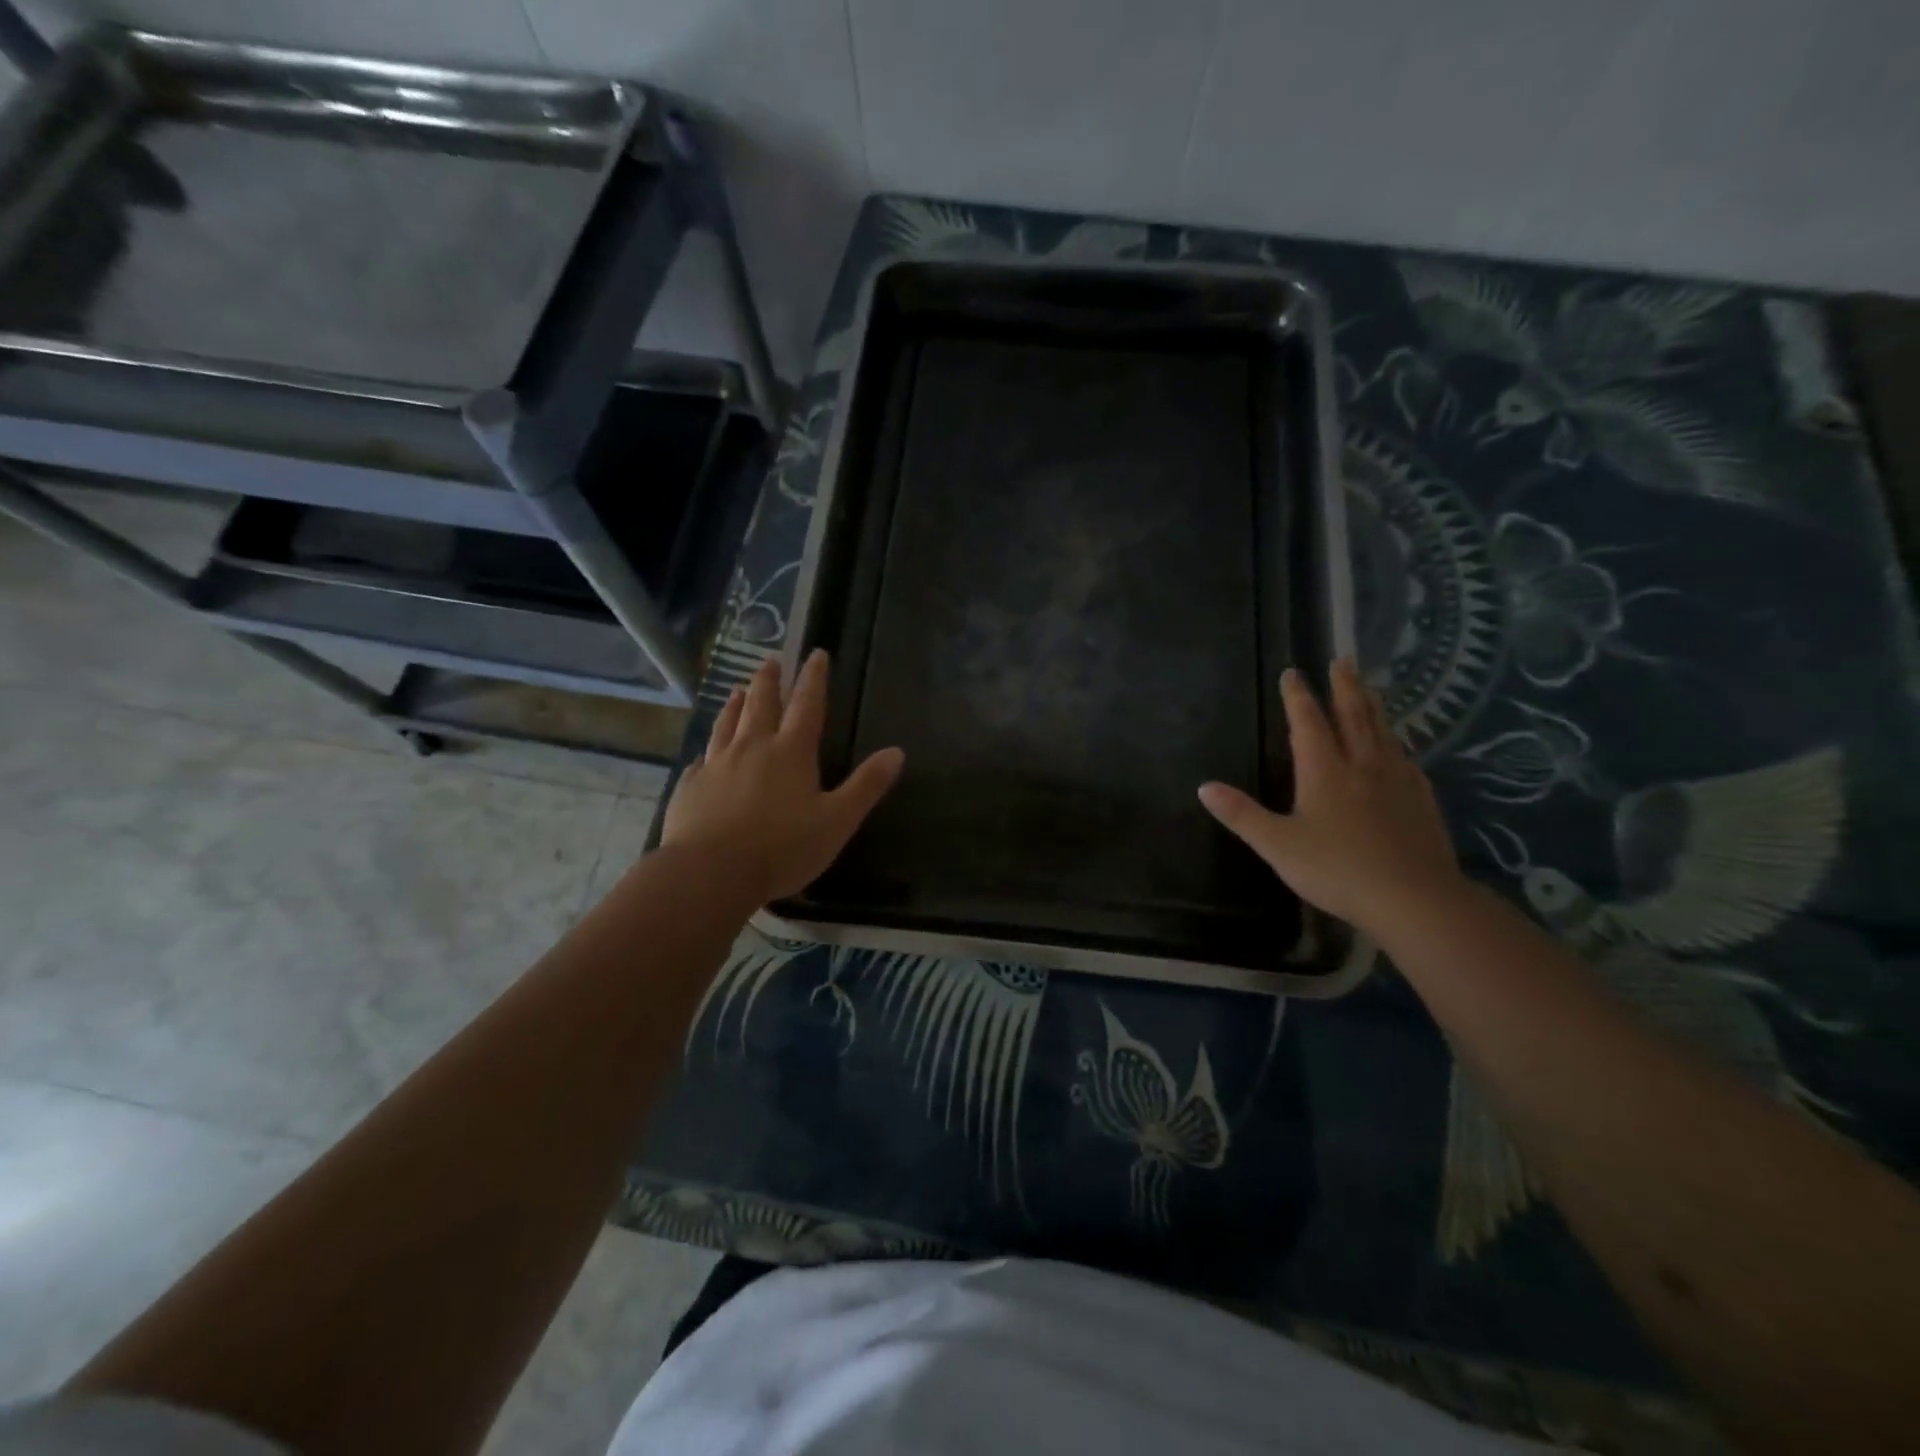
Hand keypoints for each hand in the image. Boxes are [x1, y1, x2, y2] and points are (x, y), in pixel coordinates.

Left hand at [662, 651, 904, 903]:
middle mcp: (752, 747)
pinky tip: (706, 752)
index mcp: (791, 752)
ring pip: (727, 723)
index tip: (816, 653)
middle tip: (770, 659)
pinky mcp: (690, 786)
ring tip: (738, 689)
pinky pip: (701, 758)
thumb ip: (866, 786)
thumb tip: (897, 752)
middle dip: (769, 680)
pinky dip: (708, 748)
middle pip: (761, 703)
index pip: (807, 704)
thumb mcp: (837, 821)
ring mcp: (716, 764)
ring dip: (735, 703)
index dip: (814, 678)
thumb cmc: (783, 848)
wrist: (710, 872)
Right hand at [1198, 660, 1462, 933]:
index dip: (1298, 696)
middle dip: (1344, 686)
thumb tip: (1204, 787)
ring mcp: (1397, 781)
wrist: (1413, 898)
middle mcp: (1362, 765)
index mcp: (1324, 771)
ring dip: (1372, 706)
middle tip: (1342, 660)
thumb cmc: (1336, 869)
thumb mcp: (1276, 845)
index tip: (1293, 672)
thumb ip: (1241, 814)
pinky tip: (1399, 748)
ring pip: (1383, 732)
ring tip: (1369, 690)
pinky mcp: (1421, 800)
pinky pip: (1406, 759)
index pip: (1308, 722)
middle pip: (1354, 715)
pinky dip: (1397, 742)